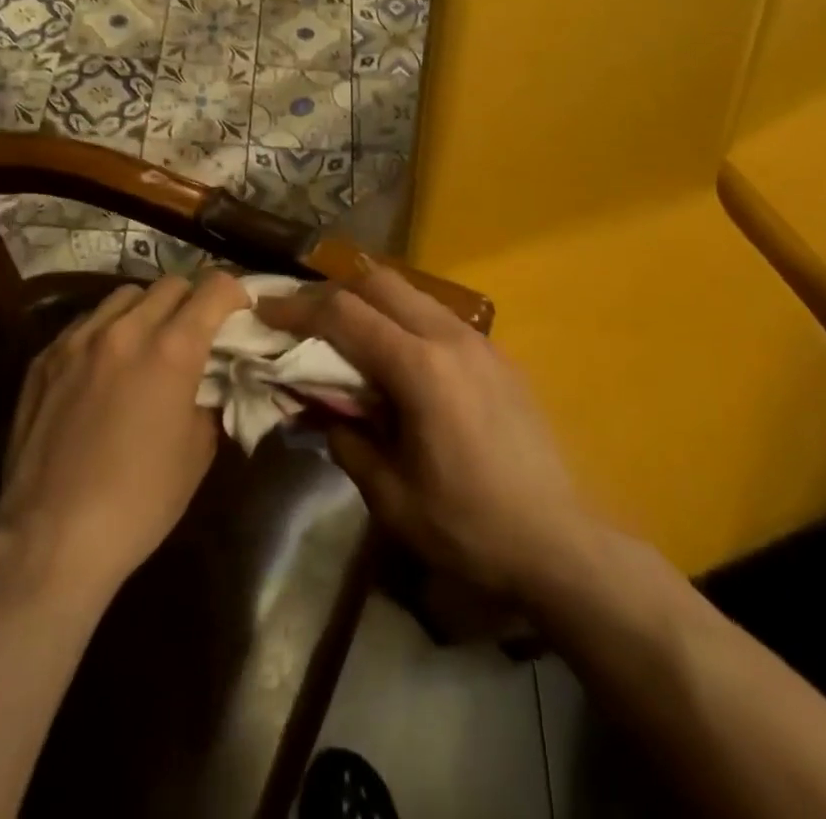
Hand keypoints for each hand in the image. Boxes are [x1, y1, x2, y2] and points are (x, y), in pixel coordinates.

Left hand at [0, 272, 249, 599]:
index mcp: (172, 350)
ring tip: (147, 342)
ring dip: (147, 310)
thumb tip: (206, 380)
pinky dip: (106, 331)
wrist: (53, 539)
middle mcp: (125, 330)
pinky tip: (104, 366)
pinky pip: (85, 323)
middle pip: (170, 283)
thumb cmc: (140, 501)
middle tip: (196, 330)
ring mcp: (78, 340)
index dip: (234, 292)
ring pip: (124, 295)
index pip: (214, 288)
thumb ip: (207, 398)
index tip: (239, 310)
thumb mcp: (197, 451)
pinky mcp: (44, 358)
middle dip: (192, 300)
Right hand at [258, 267, 597, 599]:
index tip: (266, 309)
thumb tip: (321, 410)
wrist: (559, 542)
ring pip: (412, 293)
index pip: (345, 315)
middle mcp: (450, 338)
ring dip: (372, 302)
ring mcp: (480, 342)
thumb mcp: (391, 497)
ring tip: (348, 336)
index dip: (298, 308)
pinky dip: (405, 319)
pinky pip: (438, 316)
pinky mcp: (498, 355)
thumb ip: (347, 441)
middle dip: (335, 292)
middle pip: (379, 283)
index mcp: (419, 369)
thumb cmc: (469, 527)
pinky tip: (399, 359)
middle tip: (305, 320)